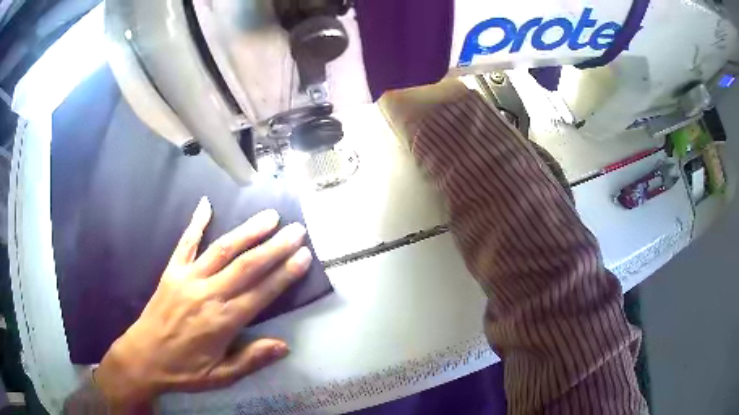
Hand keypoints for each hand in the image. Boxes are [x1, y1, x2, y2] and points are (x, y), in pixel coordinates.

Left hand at [94, 197, 312, 412]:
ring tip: (269, 216)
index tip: (303, 256)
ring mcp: (187, 279)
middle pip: (246, 266)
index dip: (284, 274)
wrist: (144, 357)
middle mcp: (207, 295)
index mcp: (222, 322)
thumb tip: (284, 346)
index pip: (260, 293)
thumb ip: (251, 360)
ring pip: (221, 250)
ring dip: (247, 231)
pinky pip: (185, 243)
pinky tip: (206, 204)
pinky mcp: (171, 272)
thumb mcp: (221, 376)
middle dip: (274, 247)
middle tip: (296, 229)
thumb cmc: (185, 370)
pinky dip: (196, 223)